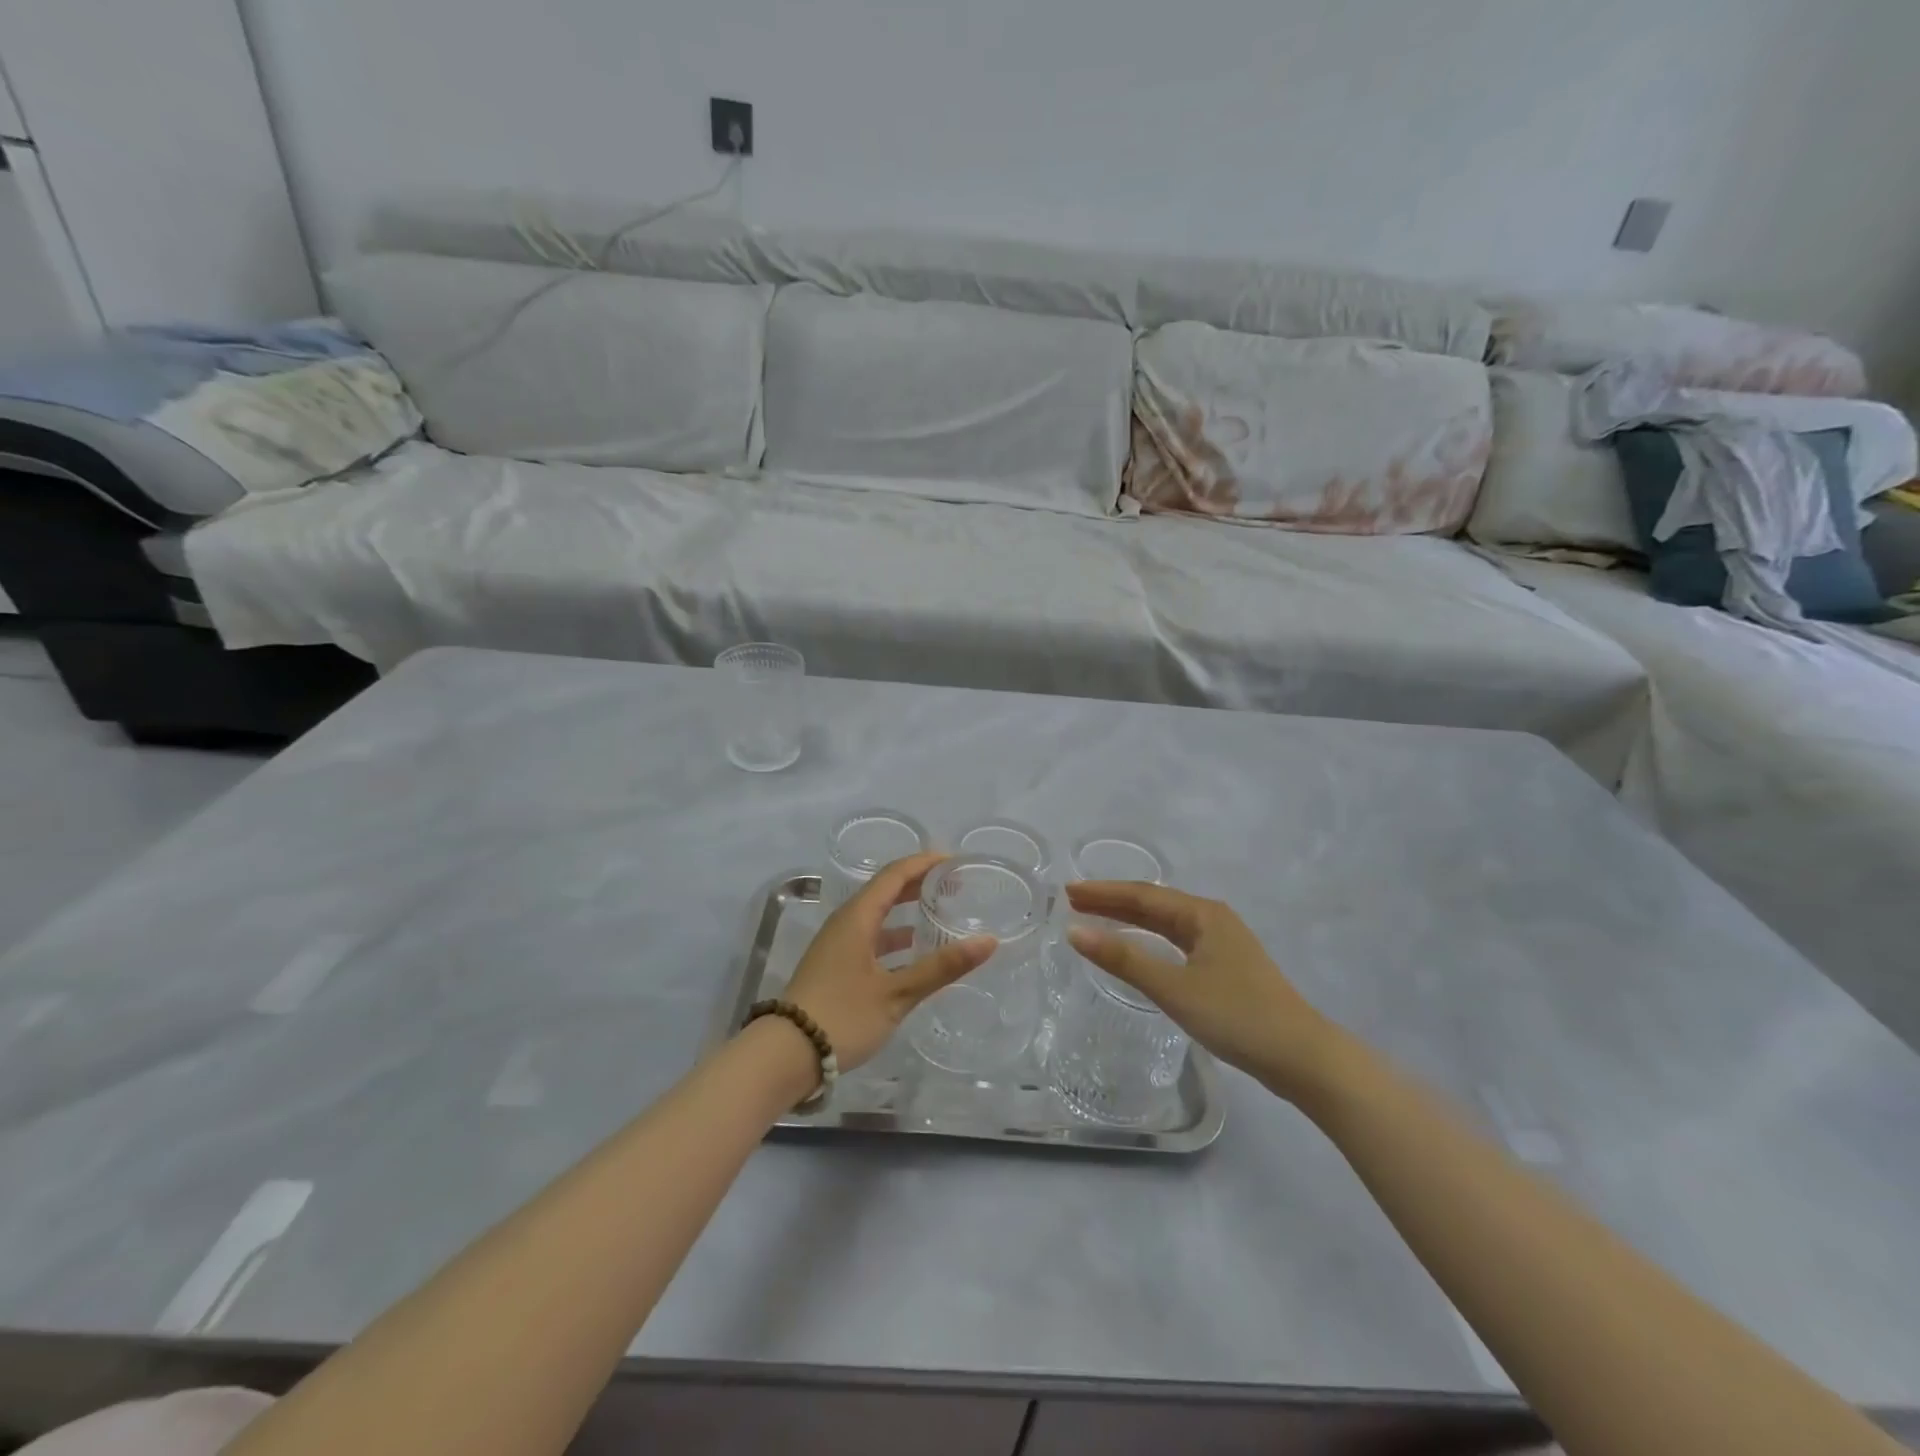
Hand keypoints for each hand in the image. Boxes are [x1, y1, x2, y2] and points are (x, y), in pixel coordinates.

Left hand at [783, 852, 996, 1071]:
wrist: (784, 1055)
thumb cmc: (842, 1016)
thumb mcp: (896, 994)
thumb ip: (942, 967)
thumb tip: (989, 941)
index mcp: (857, 917)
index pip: (895, 874)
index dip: (925, 862)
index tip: (955, 861)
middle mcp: (845, 922)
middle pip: (885, 890)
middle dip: (919, 883)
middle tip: (954, 885)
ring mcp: (837, 944)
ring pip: (877, 915)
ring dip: (906, 909)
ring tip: (939, 913)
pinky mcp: (834, 965)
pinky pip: (870, 936)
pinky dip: (894, 936)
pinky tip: (913, 952)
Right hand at [1065, 882, 1337, 1102]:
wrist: (1301, 1057)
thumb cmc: (1237, 1016)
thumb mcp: (1174, 988)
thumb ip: (1124, 959)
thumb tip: (1074, 931)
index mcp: (1202, 914)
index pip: (1141, 895)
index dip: (1103, 892)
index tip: (1068, 892)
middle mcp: (1212, 919)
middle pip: (1153, 904)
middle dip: (1113, 902)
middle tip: (1074, 902)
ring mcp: (1222, 943)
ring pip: (1166, 924)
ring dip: (1130, 920)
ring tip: (1096, 919)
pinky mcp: (1226, 967)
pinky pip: (1177, 942)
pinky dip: (1150, 940)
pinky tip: (1138, 948)